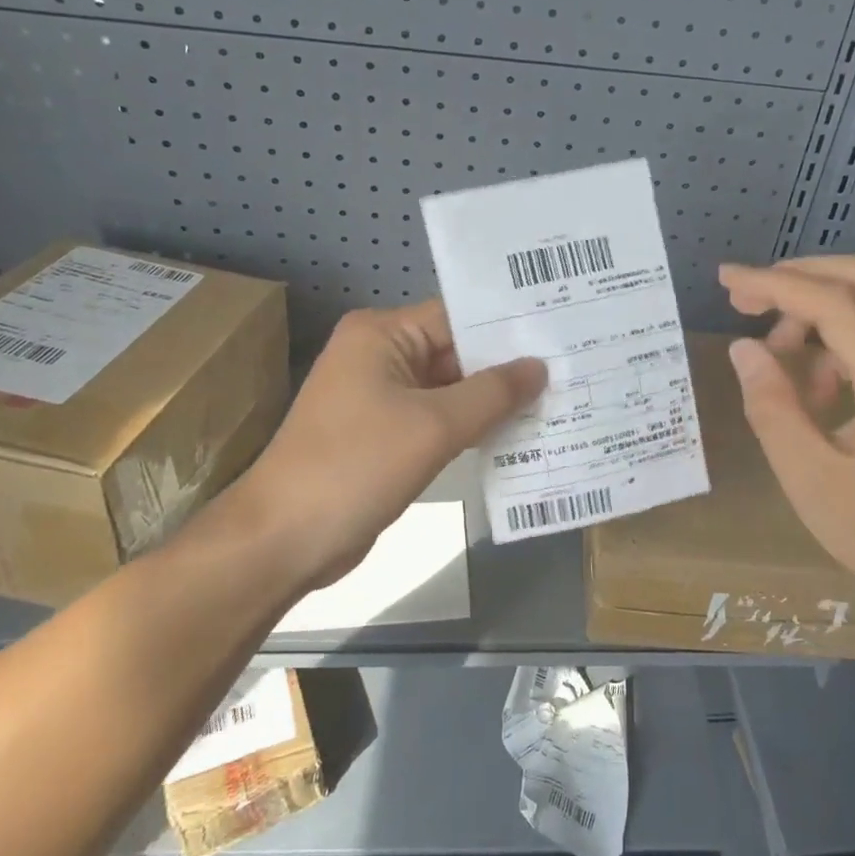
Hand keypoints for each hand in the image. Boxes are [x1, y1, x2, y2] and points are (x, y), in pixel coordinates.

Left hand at [229, 301, 545, 591]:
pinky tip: (517, 432)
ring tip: (556, 397)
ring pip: (450, 388)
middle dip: (506, 366)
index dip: (509, 327)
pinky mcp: (384, 433)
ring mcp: (381, 396)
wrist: (284, 539)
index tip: (561, 334)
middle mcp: (380, 354)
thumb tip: (539, 367)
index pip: (458, 316)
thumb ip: (492, 393)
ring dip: (492, 400)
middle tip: (570, 367)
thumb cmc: (357, 466)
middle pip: (456, 351)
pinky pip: (438, 418)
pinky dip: (471, 425)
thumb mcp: (434, 426)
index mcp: (382, 334)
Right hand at [718, 257, 854, 604]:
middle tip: (742, 302)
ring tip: (775, 357)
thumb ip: (771, 407)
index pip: (833, 303)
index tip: (725, 280)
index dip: (773, 284)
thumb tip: (743, 349)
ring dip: (814, 309)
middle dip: (794, 278)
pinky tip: (816, 386)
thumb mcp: (808, 478)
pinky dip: (838, 336)